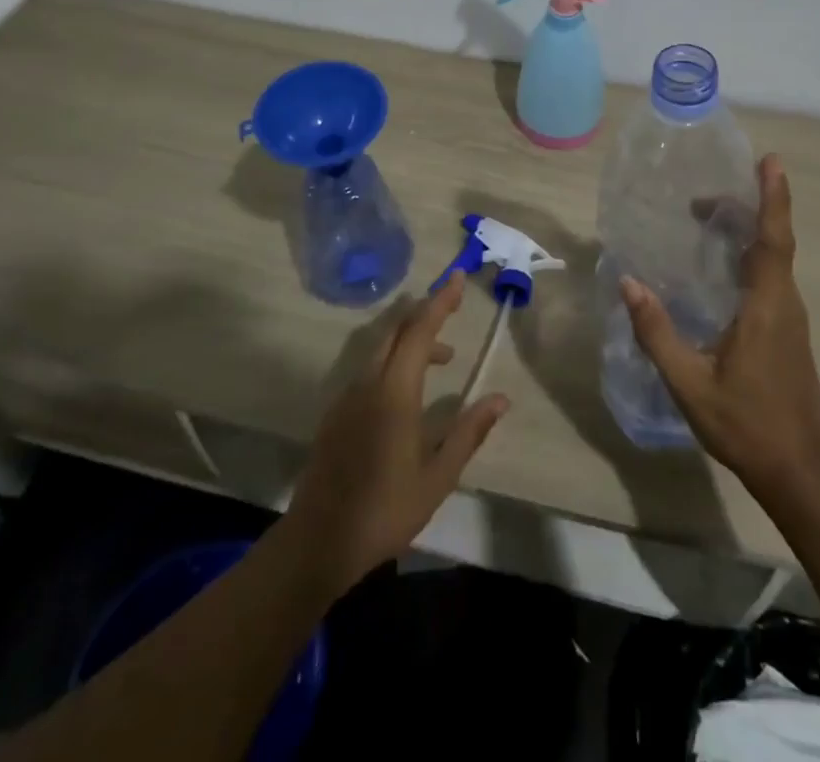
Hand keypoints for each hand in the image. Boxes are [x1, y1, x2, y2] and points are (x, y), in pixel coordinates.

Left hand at [285, 274, 509, 590]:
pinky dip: (394, 361)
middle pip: (397, 330)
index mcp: (395, 393)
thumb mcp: (438, 477)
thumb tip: (501, 399)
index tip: (457, 278)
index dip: (440, 301)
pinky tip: (408, 390)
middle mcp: (368, 383)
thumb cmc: (385, 510)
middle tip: (453, 306)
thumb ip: (468, 432)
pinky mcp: (336, 413)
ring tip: (443, 359)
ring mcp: (347, 396)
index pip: (419, 331)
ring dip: (412, 341)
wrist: (318, 541)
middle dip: (426, 312)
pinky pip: (369, 369)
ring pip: (382, 349)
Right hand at [620, 154, 819, 498]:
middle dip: (748, 207)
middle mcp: (786, 303)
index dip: (773, 198)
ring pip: (774, 260)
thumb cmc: (747, 424)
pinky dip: (750, 256)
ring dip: (747, 231)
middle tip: (705, 194)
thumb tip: (629, 282)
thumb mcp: (690, 384)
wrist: (801, 470)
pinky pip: (771, 278)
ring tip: (708, 218)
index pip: (774, 240)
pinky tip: (722, 266)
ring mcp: (791, 318)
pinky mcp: (788, 332)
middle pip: (773, 241)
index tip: (770, 161)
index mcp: (767, 306)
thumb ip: (657, 333)